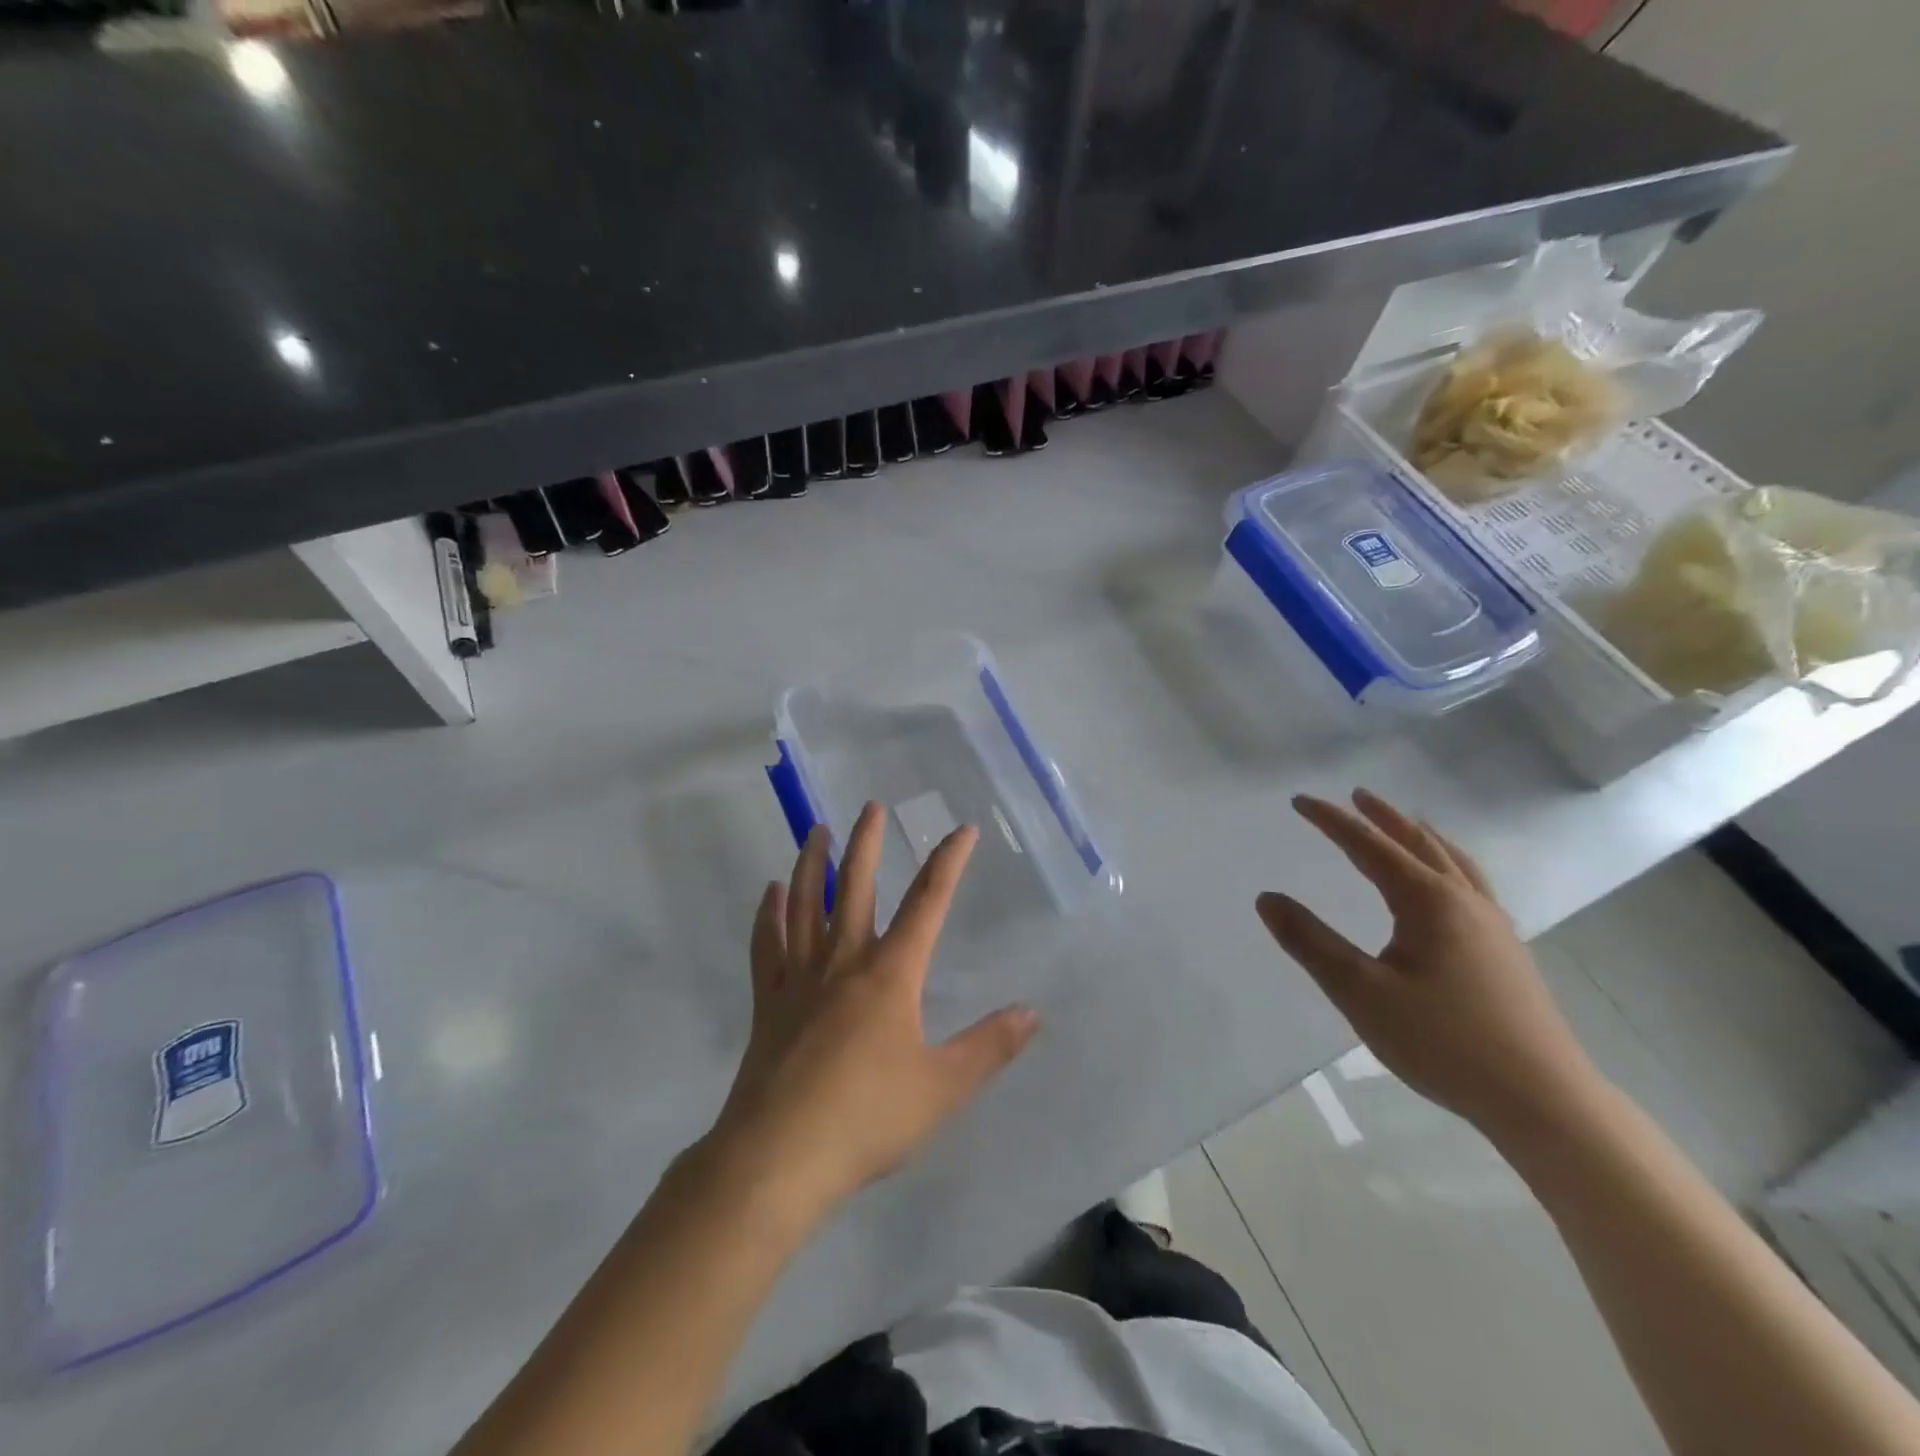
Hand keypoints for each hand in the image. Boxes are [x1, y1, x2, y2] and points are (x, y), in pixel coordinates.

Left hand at [701, 803, 1038, 1226]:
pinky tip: (770, 893)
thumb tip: (1032, 1012)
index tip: (961, 830)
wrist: (778, 1157)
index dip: (948, 863)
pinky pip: (768, 946)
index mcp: (890, 974)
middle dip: (867, 843)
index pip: (927, 903)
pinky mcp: (768, 1003)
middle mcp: (844, 962)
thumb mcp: (942, 1087)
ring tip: (816, 830)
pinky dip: (769, 915)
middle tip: (870, 806)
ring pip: (805, 905)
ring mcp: (800, 979)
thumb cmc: (867, 1118)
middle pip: (856, 887)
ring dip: (812, 864)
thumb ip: (988, 1047)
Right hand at [1256, 788, 1604, 1142]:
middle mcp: (1464, 901)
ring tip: (1405, 824)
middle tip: (1356, 795)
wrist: (1543, 1100)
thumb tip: (1266, 898)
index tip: (1299, 801)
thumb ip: (1311, 943)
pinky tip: (1447, 885)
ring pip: (1454, 862)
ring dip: (1421, 836)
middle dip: (1383, 817)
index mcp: (1428, 902)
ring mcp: (1494, 926)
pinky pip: (1472, 885)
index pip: (1370, 846)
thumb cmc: (1444, 1042)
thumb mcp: (1361, 992)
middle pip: (1419, 843)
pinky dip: (1448, 863)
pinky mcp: (1507, 952)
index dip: (1332, 821)